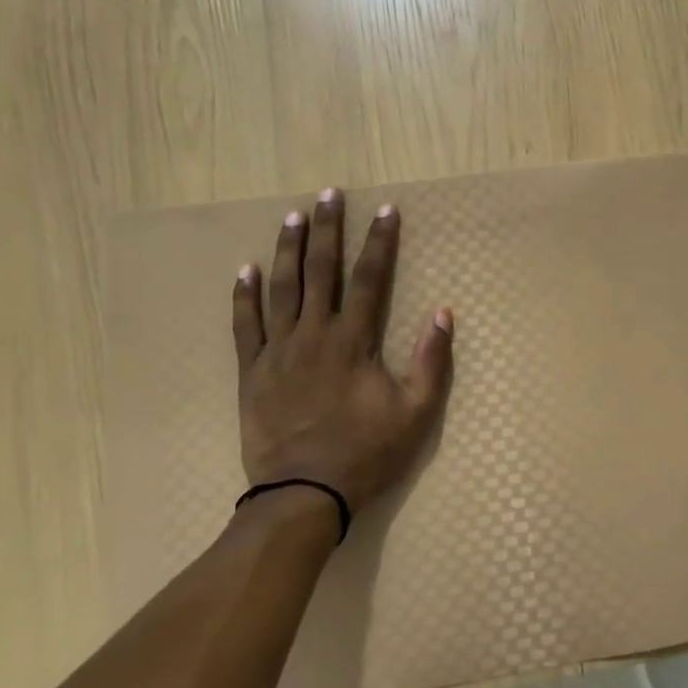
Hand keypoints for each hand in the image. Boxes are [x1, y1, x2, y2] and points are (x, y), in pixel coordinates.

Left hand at [232, 188, 453, 516]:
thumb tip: (443, 314)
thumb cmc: (366, 454)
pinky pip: (245, 325)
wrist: (303, 493)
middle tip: (327, 194)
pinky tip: (245, 270)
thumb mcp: (415, 413)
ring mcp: (278, 351)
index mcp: (354, 341)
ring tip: (291, 217)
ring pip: (281, 288)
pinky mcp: (253, 371)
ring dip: (288, 250)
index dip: (379, 242)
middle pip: (321, 271)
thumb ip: (431, 362)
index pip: (369, 279)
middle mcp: (314, 334)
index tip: (385, 210)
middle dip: (327, 230)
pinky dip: (244, 296)